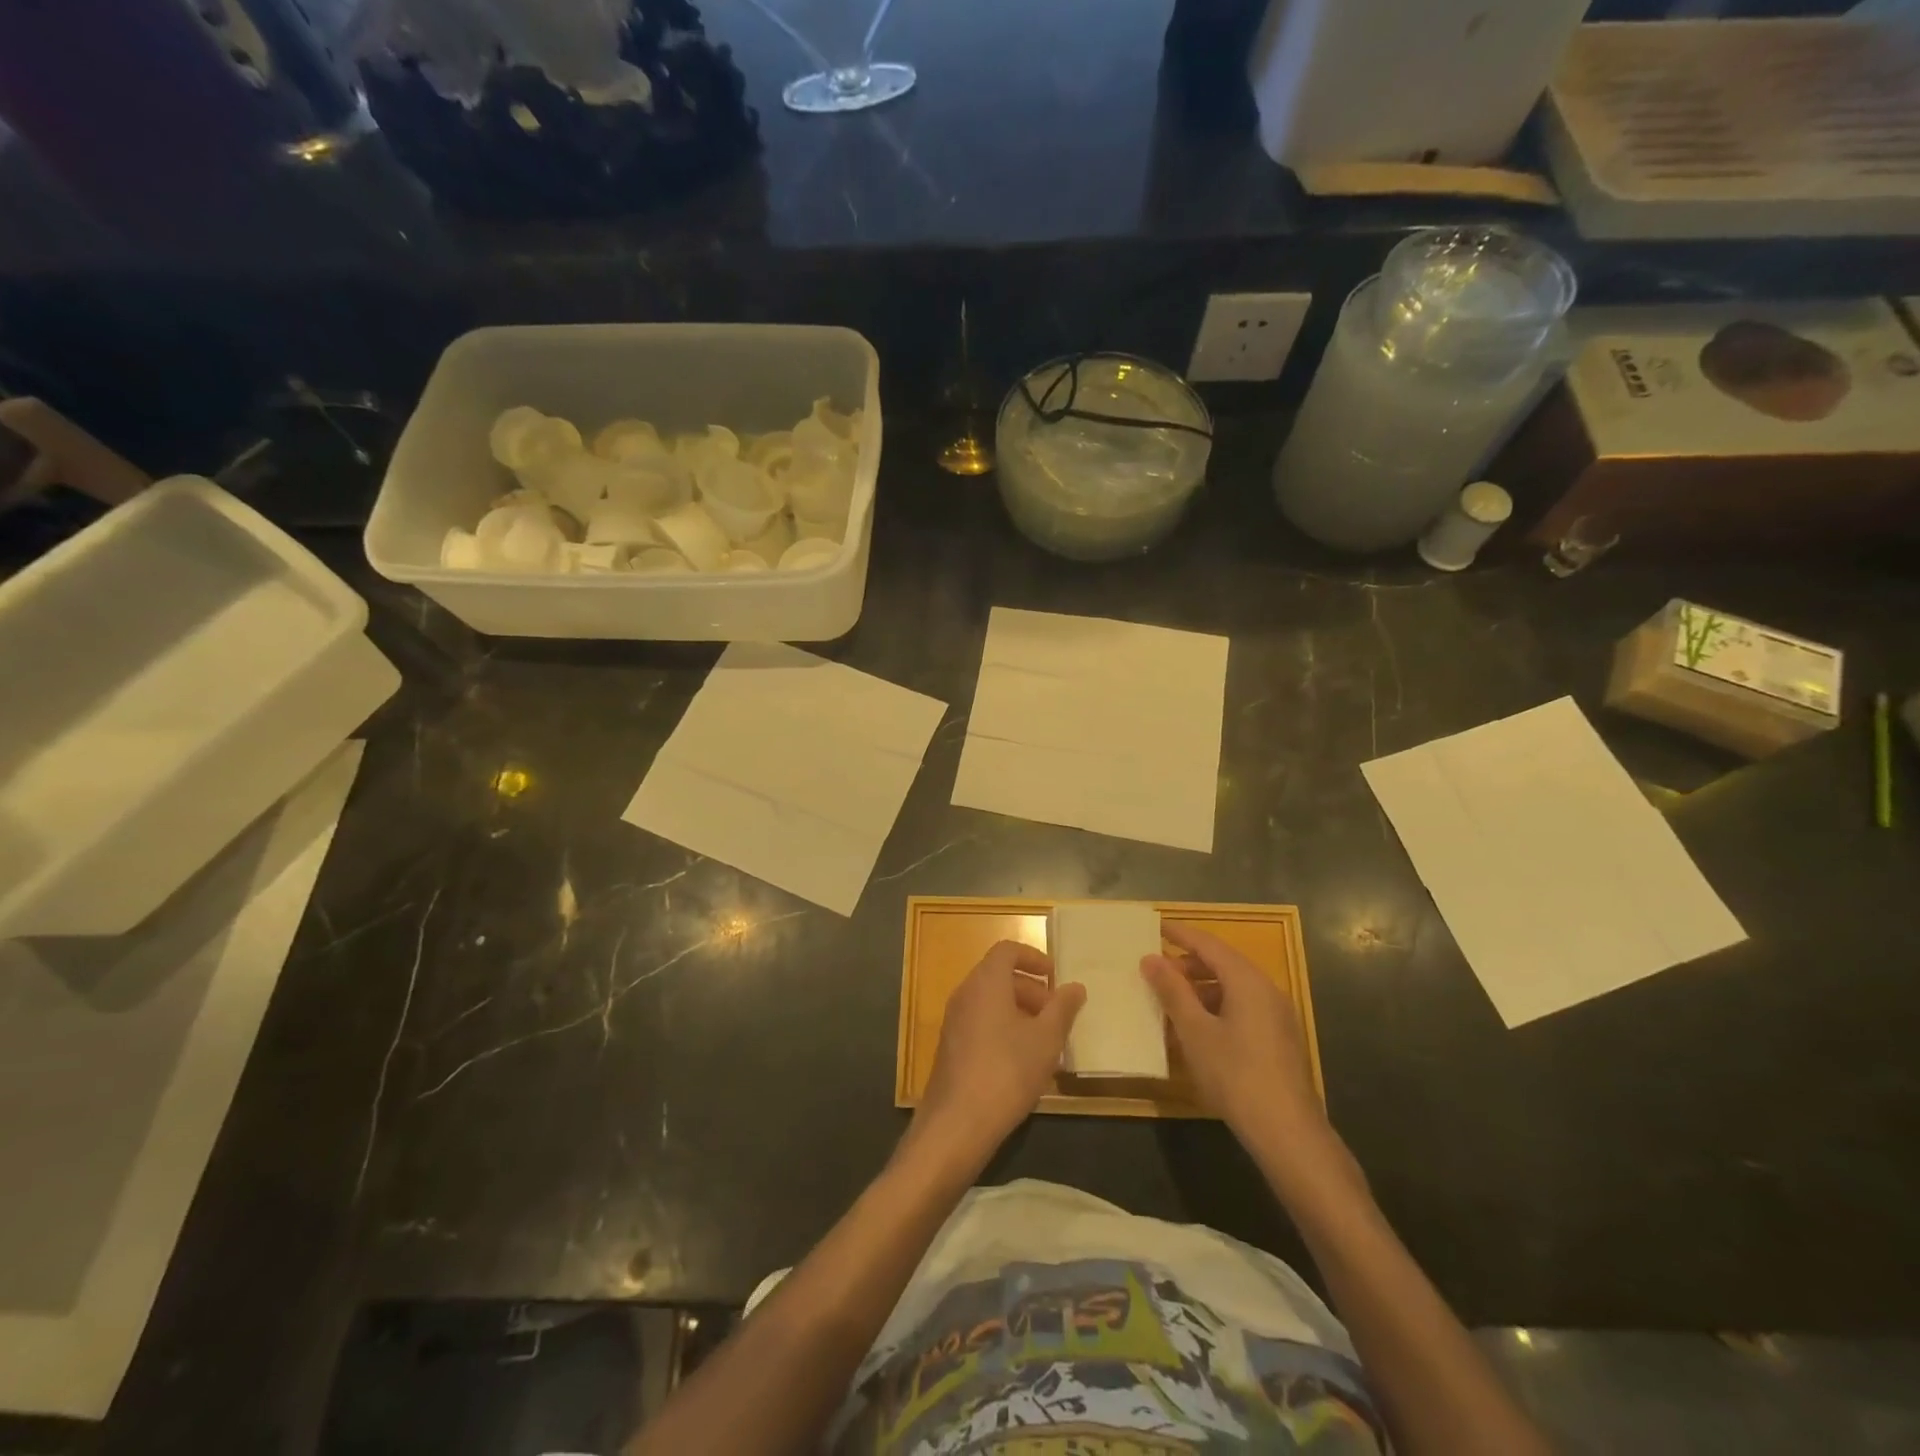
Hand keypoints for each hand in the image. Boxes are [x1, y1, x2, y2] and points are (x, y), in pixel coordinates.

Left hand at [909, 940, 1084, 1176]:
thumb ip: (1062, 1008)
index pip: (1007, 950)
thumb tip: (1075, 986)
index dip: (1033, 957)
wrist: (957, 1123)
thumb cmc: (1007, 1071)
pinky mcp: (951, 1048)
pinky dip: (1004, 1030)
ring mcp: (954, 1022)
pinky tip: (1024, 1063)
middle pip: (999, 976)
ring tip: (1047, 1042)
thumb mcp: (1046, 1039)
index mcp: (985, 982)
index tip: (1055, 977)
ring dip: (1020, 1013)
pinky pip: (981, 1024)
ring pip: (990, 1002)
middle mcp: (965, 994)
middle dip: (1031, 989)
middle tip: (1057, 1014)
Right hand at [1143, 922, 1327, 1149]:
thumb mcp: (1195, 1031)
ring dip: (1200, 989)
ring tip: (1169, 1001)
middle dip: (1187, 964)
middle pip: (1222, 964)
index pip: (1209, 944)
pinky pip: (1242, 1009)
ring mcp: (1277, 1016)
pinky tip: (1195, 1030)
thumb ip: (1172, 991)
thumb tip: (1151, 959)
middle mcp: (1267, 990)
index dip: (1180, 934)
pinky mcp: (1278, 1039)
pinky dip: (1215, 1009)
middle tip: (1155, 970)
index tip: (1154, 927)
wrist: (1288, 1132)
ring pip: (1232, 988)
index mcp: (1248, 981)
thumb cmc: (1235, 1075)